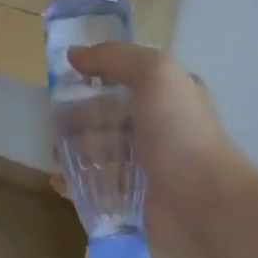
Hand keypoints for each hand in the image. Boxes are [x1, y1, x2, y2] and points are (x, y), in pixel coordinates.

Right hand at [59, 42, 248, 257]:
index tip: (67, 79)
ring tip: (55, 152)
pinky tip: (59, 180)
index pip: (128, 79)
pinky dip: (75, 183)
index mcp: (168, 96)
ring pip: (100, 151)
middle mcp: (158, 128)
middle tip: (56, 121)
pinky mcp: (132, 199)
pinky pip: (96, 187)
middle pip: (108, 116)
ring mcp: (145, 166)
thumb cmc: (178, 132)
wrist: (202, 202)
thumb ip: (114, 57)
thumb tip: (74, 54)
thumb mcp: (154, 74)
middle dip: (80, 116)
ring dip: (74, 149)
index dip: (97, 75)